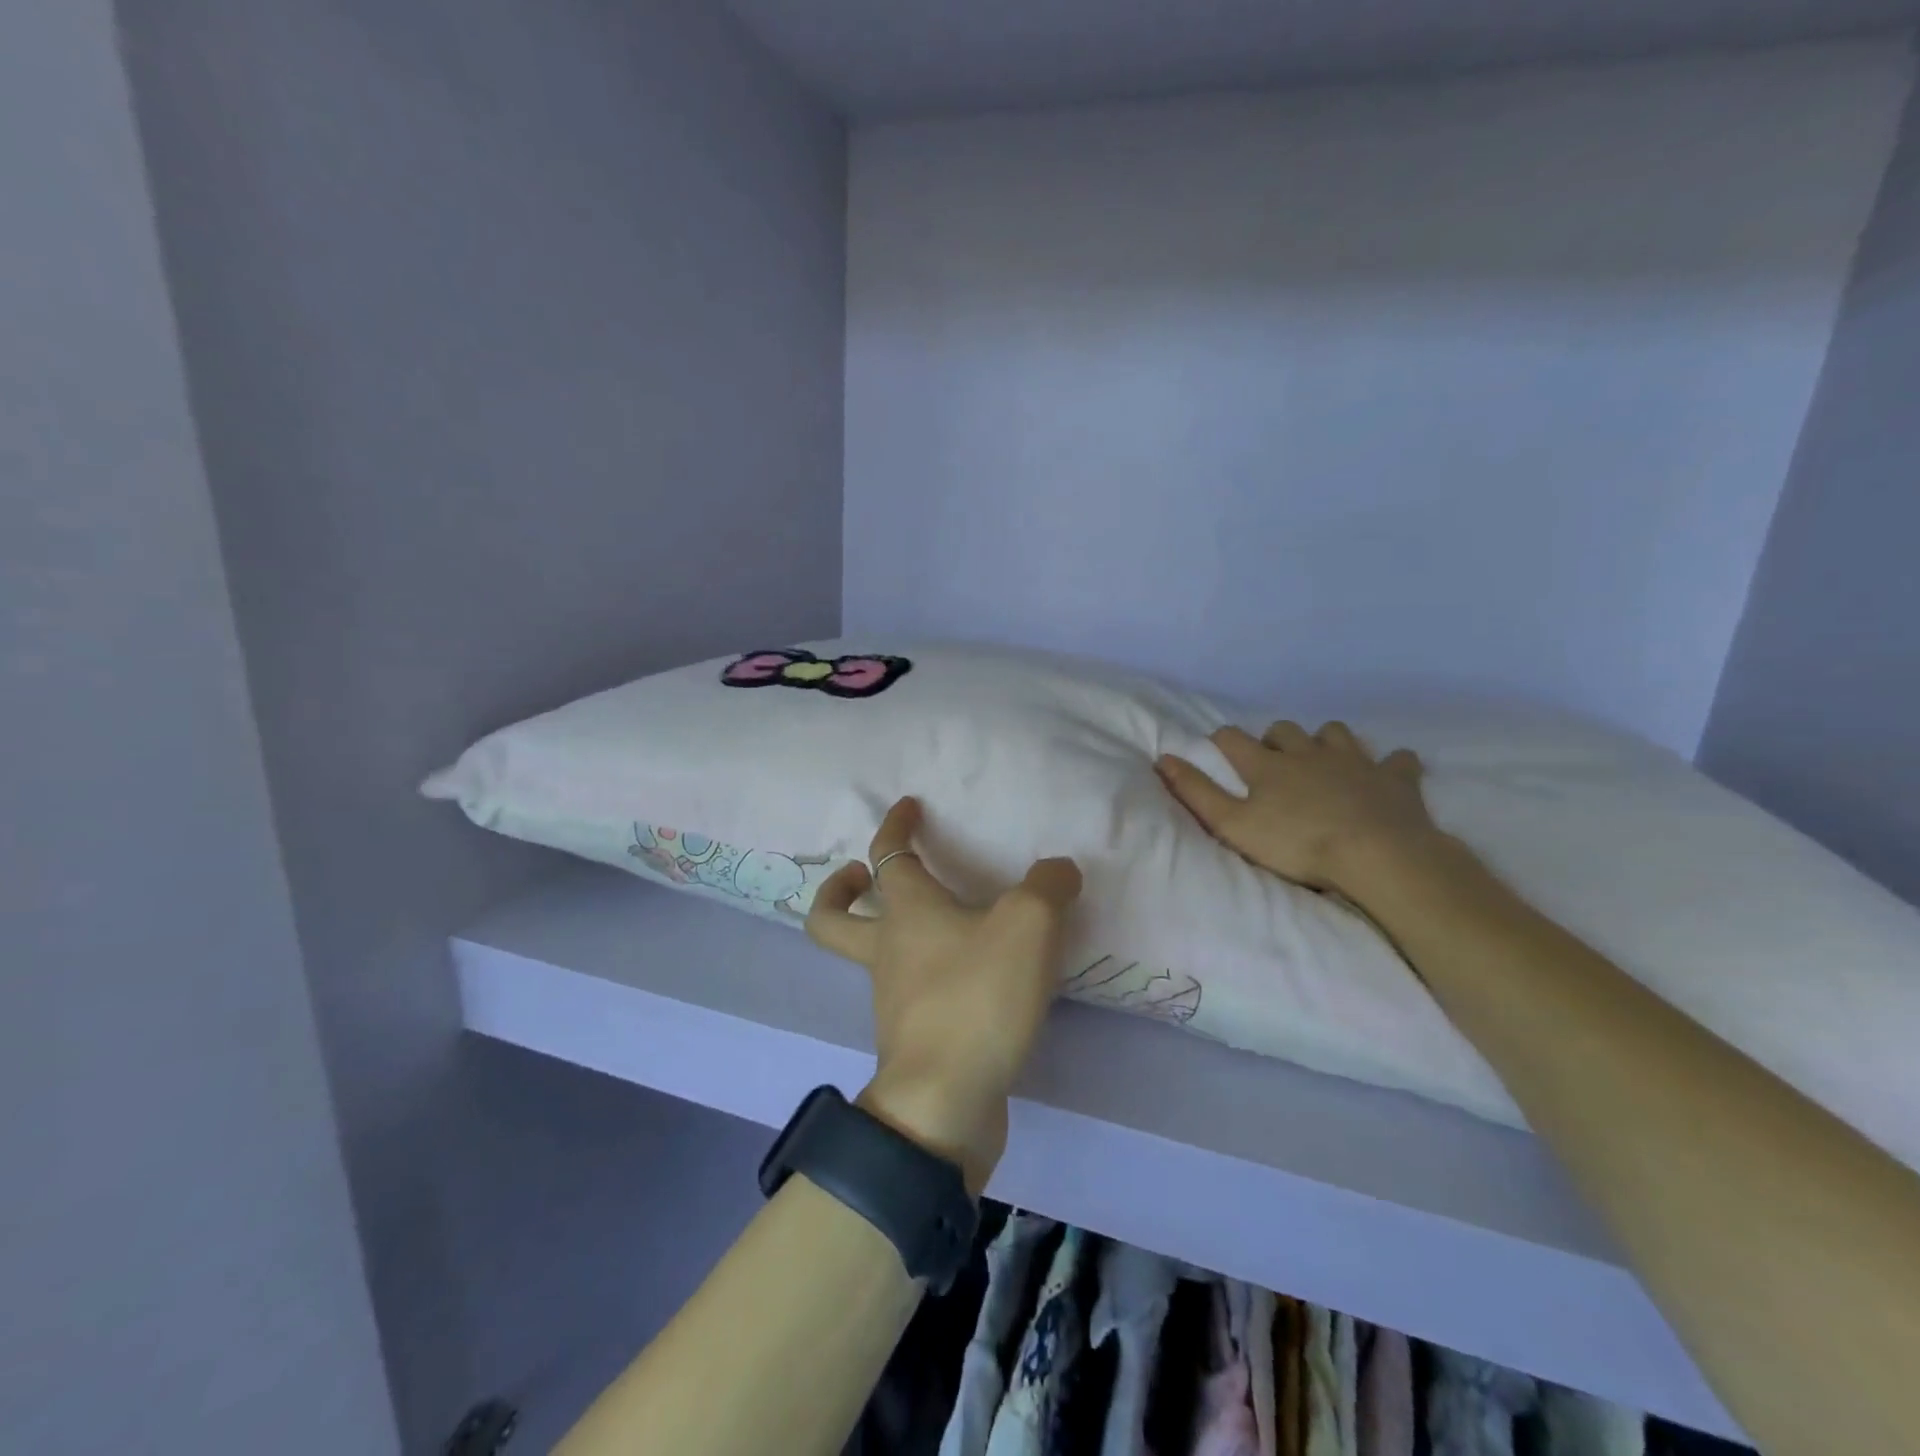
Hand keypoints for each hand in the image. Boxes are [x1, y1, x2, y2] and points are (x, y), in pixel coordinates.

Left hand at [805, 797, 1082, 1194]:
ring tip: (938, 927)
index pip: (888, 854)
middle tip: (863, 875)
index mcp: (906, 912)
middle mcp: (887, 951)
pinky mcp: (910, 1038)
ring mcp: (891, 999)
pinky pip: (906, 994)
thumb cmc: (977, 997)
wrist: (945, 1101)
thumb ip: (1048, 887)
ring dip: (885, 933)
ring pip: (869, 956)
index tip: (908, 806)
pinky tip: (969, 979)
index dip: (895, 824)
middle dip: (840, 889)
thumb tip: (1058, 870)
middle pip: (833, 917)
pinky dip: (923, 976)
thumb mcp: (1029, 925)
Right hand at [1157, 721, 1442, 897]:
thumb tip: (1163, 758)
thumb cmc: (1297, 844)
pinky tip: (1386, 773)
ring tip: (1323, 761)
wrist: (1377, 855)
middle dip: (1275, 740)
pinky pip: (1396, 759)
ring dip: (1325, 741)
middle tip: (1273, 763)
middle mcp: (1308, 753)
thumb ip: (1196, 792)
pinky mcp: (1394, 778)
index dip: (1222, 741)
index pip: (1233, 739)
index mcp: (1267, 765)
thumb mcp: (1233, 824)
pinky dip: (1389, 764)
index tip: (1219, 751)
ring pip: (1335, 733)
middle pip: (1284, 730)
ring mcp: (1354, 761)